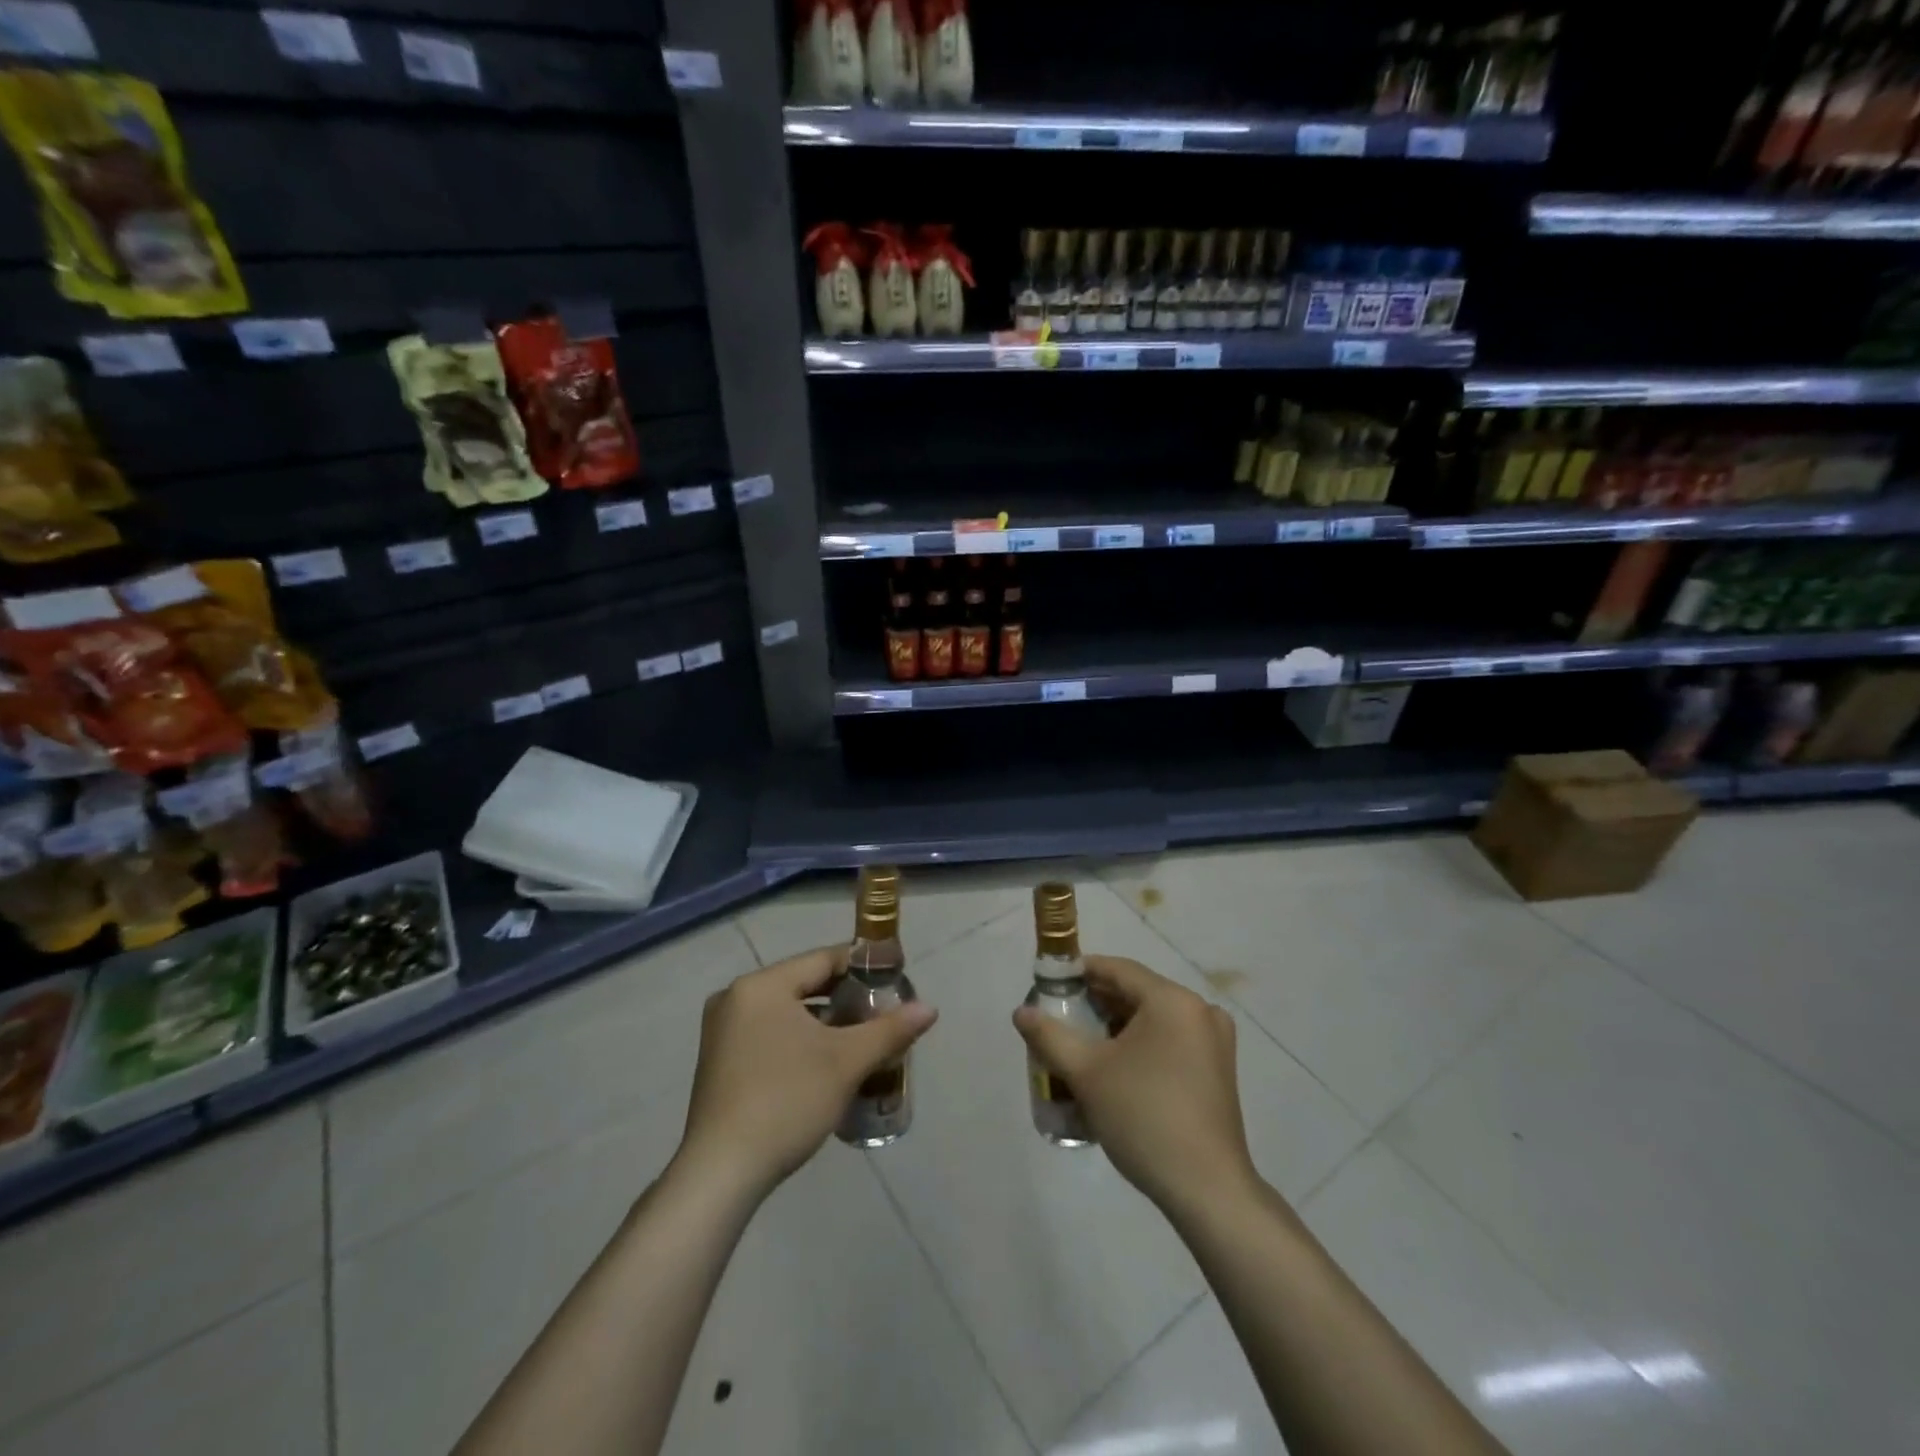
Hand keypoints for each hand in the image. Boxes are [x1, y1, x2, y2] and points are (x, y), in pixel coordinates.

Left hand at [676, 947, 937, 1202]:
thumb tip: (930, 1008)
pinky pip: (769, 1033)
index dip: (864, 967)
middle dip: (846, 999)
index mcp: (762, 985)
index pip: (824, 960)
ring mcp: (721, 1030)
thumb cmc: (786, 1101)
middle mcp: (736, 997)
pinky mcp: (719, 1060)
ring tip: (862, 1040)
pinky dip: (799, 1040)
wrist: (721, 1173)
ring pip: (787, 1011)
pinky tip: (825, 1064)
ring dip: (824, 1022)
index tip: (896, 981)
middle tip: (884, 1014)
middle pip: (804, 984)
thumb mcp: (846, 1062)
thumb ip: (890, 1030)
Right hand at [1013, 955, 1256, 1215]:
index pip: (1117, 969)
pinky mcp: (1218, 1070)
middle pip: (1136, 993)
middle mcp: (1199, 1010)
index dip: (1080, 973)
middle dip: (1096, 1004)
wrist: (1207, 1190)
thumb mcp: (1087, 1073)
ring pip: (1153, 1019)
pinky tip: (1115, 1071)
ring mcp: (1214, 1041)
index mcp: (1172, 1000)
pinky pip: (1171, 1040)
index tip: (1050, 987)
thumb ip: (1049, 1036)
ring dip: (1117, 1028)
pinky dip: (1141, 1046)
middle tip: (1061, 1020)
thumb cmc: (1144, 1118)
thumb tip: (1021, 1012)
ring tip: (1082, 1048)